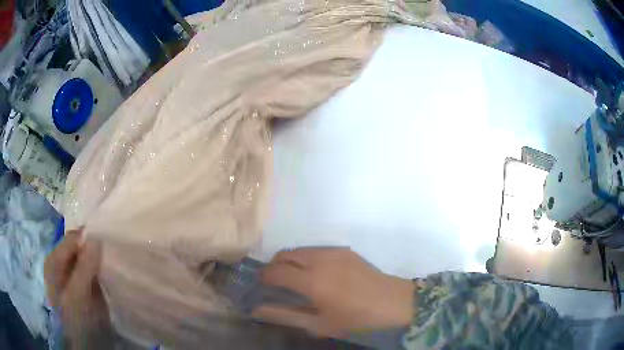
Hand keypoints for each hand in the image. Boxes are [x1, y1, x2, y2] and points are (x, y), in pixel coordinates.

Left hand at [44, 230, 109, 345]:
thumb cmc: (76, 320)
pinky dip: (101, 269)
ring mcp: (72, 274)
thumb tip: (95, 235)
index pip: (73, 238)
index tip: (109, 242)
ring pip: (88, 257)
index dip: (90, 238)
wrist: (85, 344)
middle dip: (95, 248)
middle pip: (80, 246)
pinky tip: (110, 274)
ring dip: (100, 259)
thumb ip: (84, 266)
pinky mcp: (84, 284)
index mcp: (54, 259)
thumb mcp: (78, 295)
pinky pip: (93, 269)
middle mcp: (62, 262)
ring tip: (113, 264)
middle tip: (113, 255)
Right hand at [253, 248, 414, 337]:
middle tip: (277, 283)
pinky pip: (316, 250)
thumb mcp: (319, 324)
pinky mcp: (344, 250)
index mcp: (311, 281)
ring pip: (300, 250)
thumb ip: (286, 315)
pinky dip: (307, 259)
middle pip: (284, 254)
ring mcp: (333, 252)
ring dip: (291, 261)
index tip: (263, 286)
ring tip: (297, 279)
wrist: (392, 301)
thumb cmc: (355, 318)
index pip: (275, 271)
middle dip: (275, 266)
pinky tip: (318, 274)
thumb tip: (257, 310)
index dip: (264, 277)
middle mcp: (319, 260)